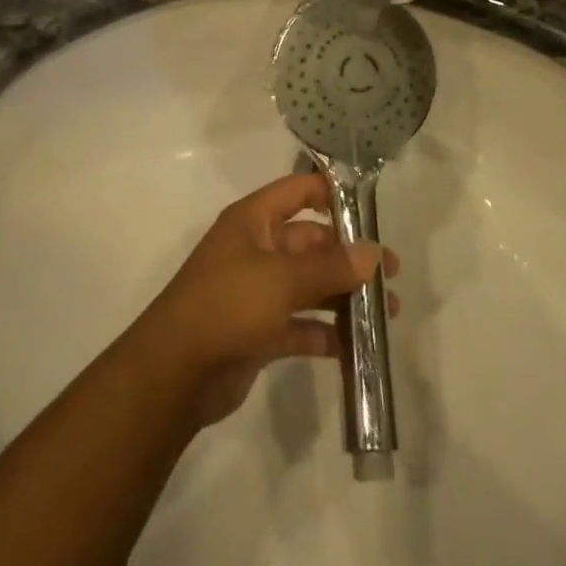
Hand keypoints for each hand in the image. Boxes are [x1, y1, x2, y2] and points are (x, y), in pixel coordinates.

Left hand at [134, 172, 399, 426]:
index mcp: (254, 221)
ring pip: (310, 285)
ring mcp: (257, 292)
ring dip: (345, 297)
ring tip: (387, 315)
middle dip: (350, 257)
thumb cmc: (227, 305)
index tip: (372, 210)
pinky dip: (326, 332)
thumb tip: (373, 253)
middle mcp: (257, 250)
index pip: (298, 191)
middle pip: (311, 243)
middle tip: (391, 276)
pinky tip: (357, 347)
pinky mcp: (259, 332)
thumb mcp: (282, 279)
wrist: (174, 374)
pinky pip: (301, 324)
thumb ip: (330, 266)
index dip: (333, 194)